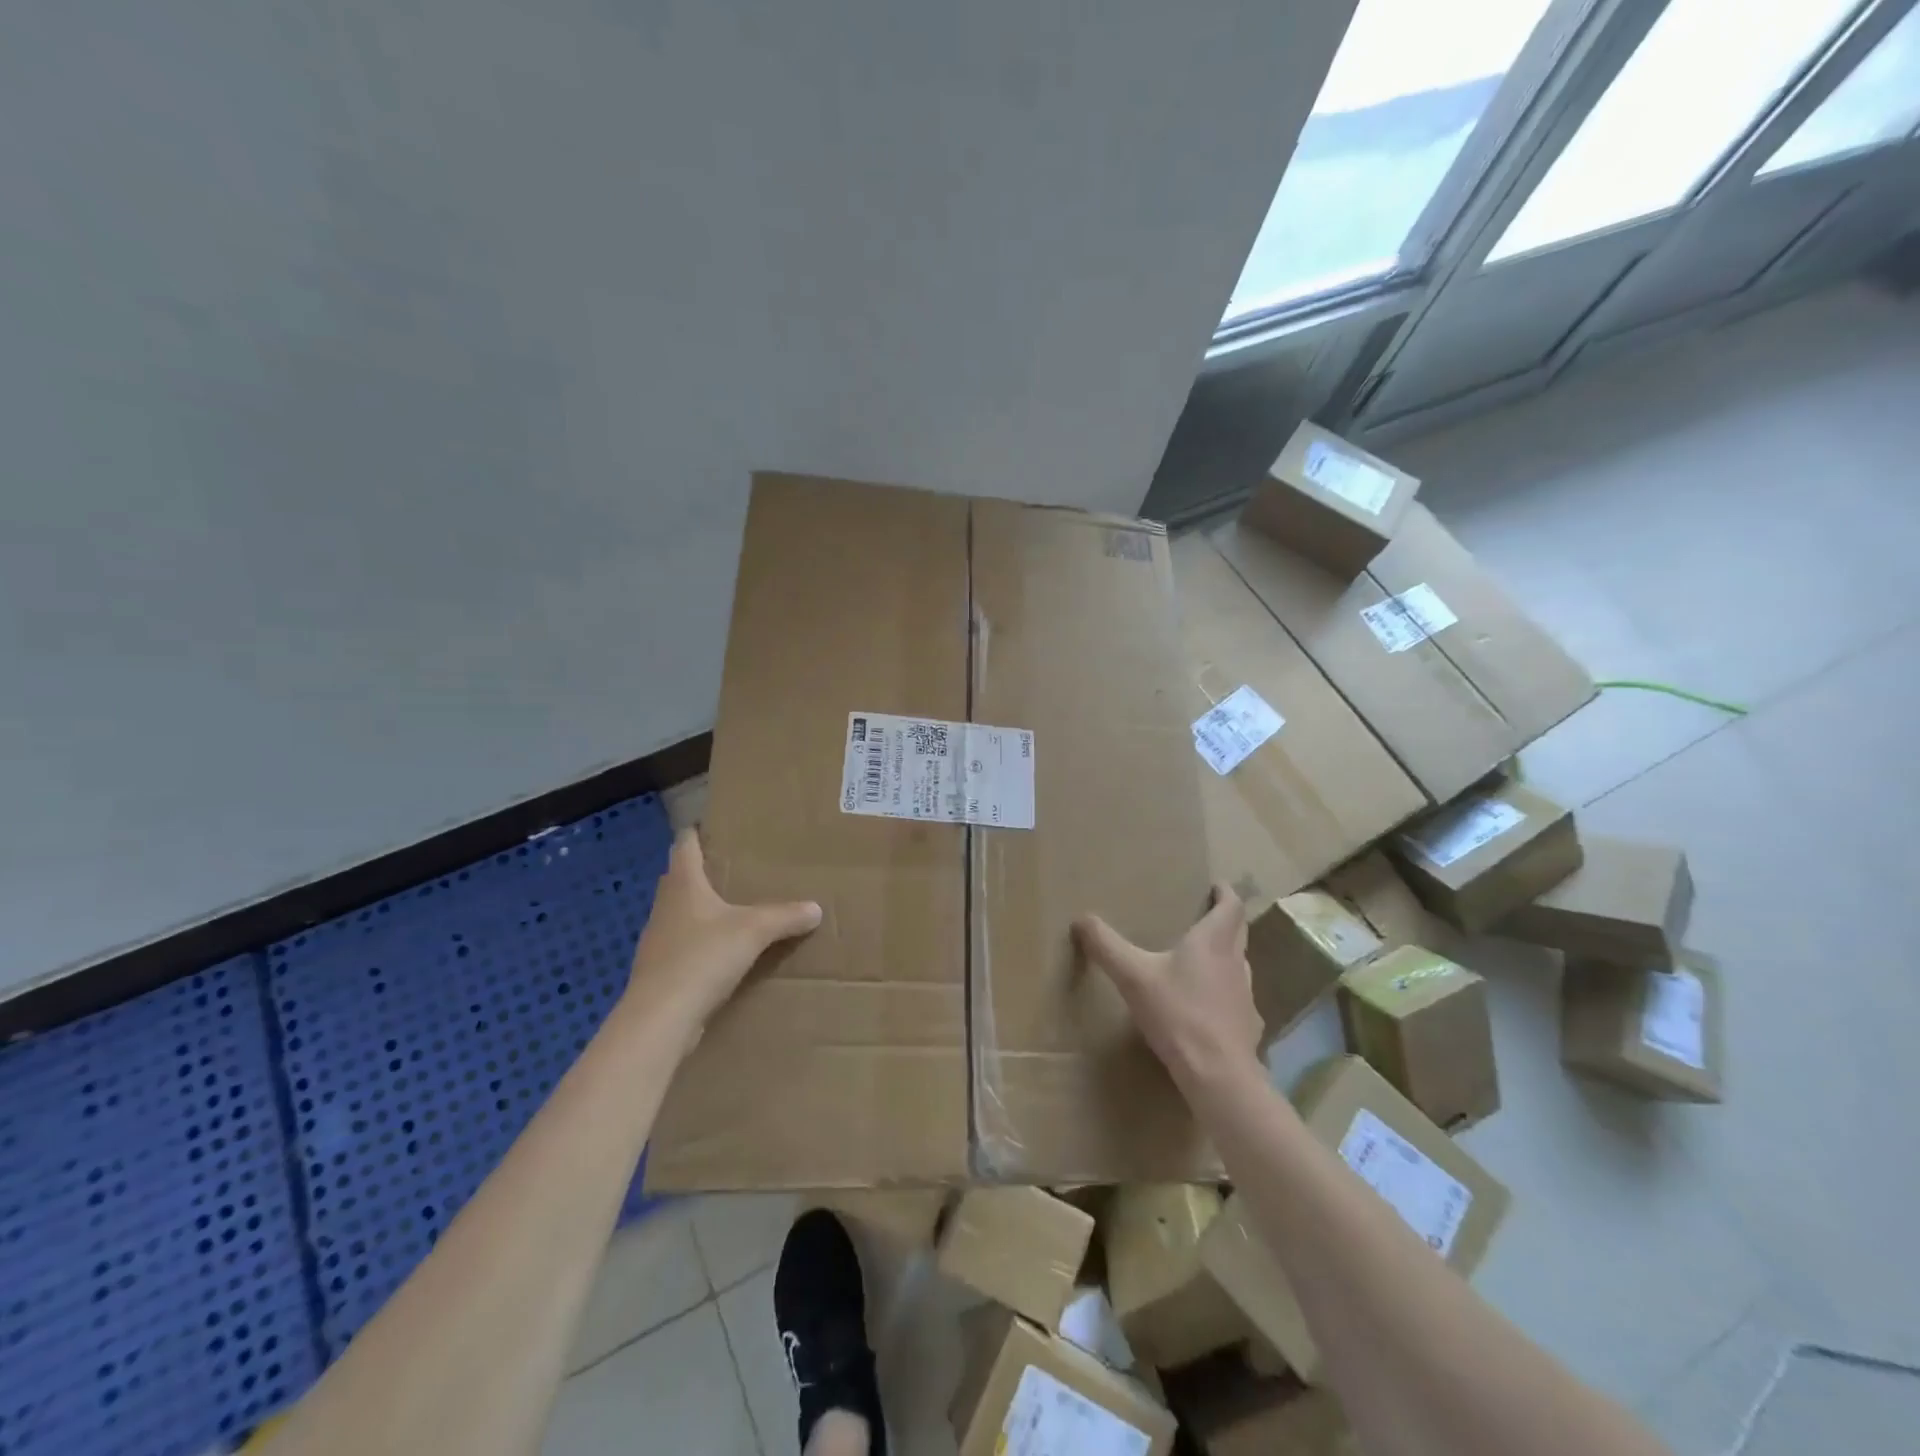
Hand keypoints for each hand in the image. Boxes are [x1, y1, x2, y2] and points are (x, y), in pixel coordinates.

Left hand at [622, 829, 821, 1055]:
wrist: (660, 1019)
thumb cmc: (703, 958)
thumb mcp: (754, 931)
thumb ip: (785, 916)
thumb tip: (815, 908)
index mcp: (683, 883)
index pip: (684, 844)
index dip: (697, 832)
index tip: (714, 826)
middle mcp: (665, 905)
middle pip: (680, 878)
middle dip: (704, 871)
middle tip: (736, 868)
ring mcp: (658, 940)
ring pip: (681, 913)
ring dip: (702, 910)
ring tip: (734, 910)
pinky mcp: (660, 971)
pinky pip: (683, 946)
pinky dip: (701, 943)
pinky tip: (722, 954)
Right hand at [1074, 884, 1261, 1088]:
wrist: (1218, 1074)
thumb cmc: (1177, 1014)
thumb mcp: (1132, 976)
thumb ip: (1106, 946)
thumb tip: (1081, 919)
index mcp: (1213, 942)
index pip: (1231, 906)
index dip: (1225, 892)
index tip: (1216, 885)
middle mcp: (1235, 962)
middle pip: (1238, 931)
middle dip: (1225, 919)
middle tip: (1206, 914)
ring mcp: (1245, 995)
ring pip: (1239, 964)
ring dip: (1225, 954)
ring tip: (1201, 958)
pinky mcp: (1247, 1025)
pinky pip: (1236, 998)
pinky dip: (1224, 992)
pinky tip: (1206, 1006)